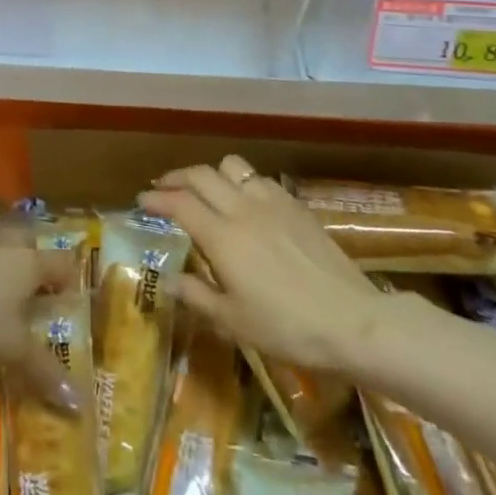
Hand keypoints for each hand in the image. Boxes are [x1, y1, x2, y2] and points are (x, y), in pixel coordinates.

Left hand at [0, 220, 80, 403]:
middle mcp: (3, 244)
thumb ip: (45, 371)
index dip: (68, 278)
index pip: (61, 262)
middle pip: (27, 239)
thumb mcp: (13, 352)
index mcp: (28, 264)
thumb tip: (78, 402)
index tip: (68, 297)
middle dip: (33, 256)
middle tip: (32, 284)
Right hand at [140, 156, 397, 374]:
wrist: (353, 322)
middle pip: (201, 174)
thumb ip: (197, 296)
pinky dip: (242, 181)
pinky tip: (246, 202)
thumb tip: (168, 281)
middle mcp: (242, 208)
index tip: (141, 200)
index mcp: (222, 236)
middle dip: (177, 177)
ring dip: (211, 173)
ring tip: (206, 191)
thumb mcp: (233, 322)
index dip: (156, 198)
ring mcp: (272, 202)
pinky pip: (259, 178)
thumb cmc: (287, 328)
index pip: (179, 203)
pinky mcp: (295, 205)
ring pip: (232, 166)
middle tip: (164, 189)